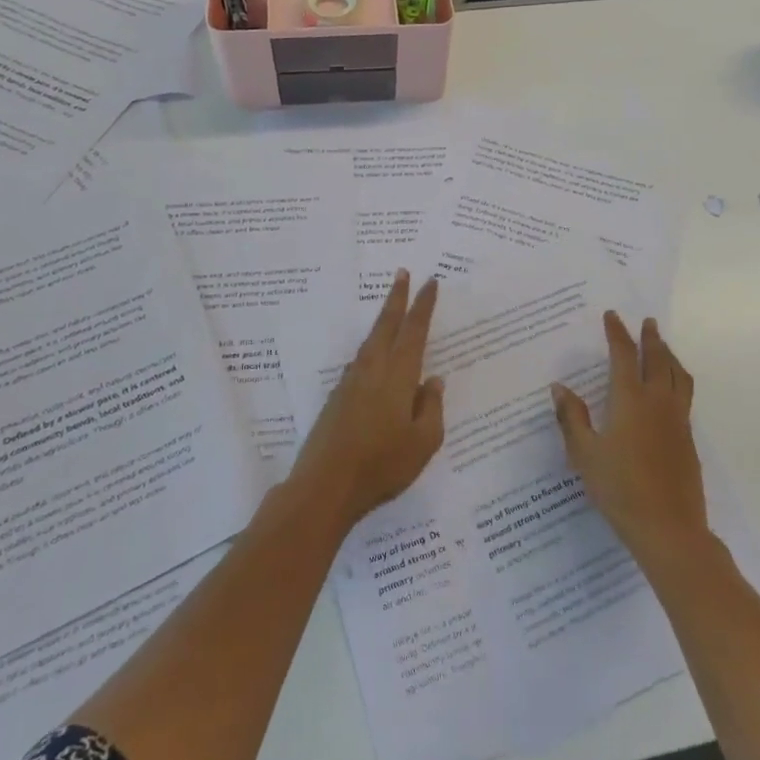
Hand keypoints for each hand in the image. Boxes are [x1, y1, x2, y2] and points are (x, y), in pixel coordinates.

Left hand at [292, 270, 444, 532]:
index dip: (422, 306)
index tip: (430, 282)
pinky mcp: (336, 398)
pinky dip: (371, 349)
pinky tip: (374, 360)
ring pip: (370, 342)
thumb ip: (432, 408)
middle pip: (385, 325)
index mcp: (398, 376)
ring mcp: (350, 383)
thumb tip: (434, 381)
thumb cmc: (382, 465)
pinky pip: (359, 362)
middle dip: (396, 298)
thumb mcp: (424, 442)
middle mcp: (372, 371)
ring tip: (391, 311)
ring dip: (382, 321)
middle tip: (402, 273)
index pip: (414, 331)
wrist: (325, 486)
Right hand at [551, 312, 708, 561]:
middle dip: (650, 338)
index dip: (617, 333)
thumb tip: (559, 387)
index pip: (624, 355)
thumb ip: (572, 417)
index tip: (612, 316)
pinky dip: (678, 378)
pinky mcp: (688, 439)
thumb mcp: (584, 453)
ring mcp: (678, 420)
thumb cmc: (619, 488)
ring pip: (678, 375)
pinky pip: (685, 395)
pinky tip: (671, 390)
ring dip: (669, 355)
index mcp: (630, 399)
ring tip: (664, 347)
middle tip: (647, 322)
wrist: (668, 527)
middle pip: (658, 359)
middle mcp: (658, 402)